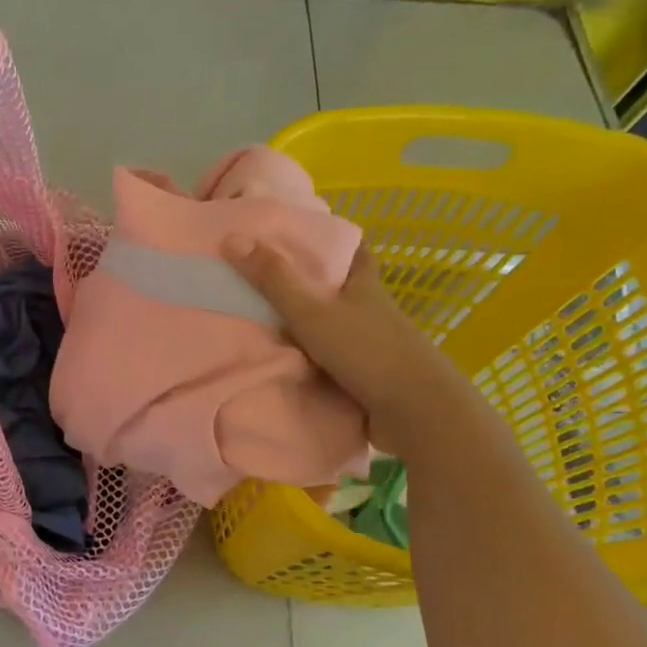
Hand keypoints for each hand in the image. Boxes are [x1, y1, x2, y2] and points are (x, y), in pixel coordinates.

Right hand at [226, 236, 448, 455]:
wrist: (414, 413)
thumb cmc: (367, 351)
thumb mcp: (312, 312)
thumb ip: (274, 279)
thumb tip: (232, 237)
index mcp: (365, 286)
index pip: (353, 250)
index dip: (331, 238)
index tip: (301, 233)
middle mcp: (370, 311)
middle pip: (339, 288)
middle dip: (309, 283)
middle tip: (265, 277)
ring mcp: (370, 347)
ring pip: (333, 326)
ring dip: (305, 325)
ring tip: (261, 319)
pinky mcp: (365, 378)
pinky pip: (329, 362)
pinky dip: (308, 359)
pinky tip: (281, 361)